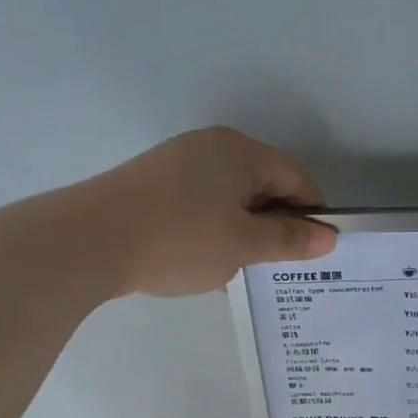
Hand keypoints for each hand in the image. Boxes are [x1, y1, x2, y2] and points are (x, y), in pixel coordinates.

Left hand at [92, 128, 337, 296]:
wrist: (89, 242)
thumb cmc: (181, 238)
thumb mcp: (244, 244)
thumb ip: (289, 240)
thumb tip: (329, 237)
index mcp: (239, 152)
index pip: (294, 178)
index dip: (312, 213)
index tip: (318, 250)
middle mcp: (209, 148)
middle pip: (262, 185)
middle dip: (276, 224)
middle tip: (283, 265)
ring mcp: (176, 165)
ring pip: (229, 199)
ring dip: (244, 232)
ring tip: (245, 269)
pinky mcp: (152, 186)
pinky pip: (200, 206)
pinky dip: (213, 231)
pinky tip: (208, 265)